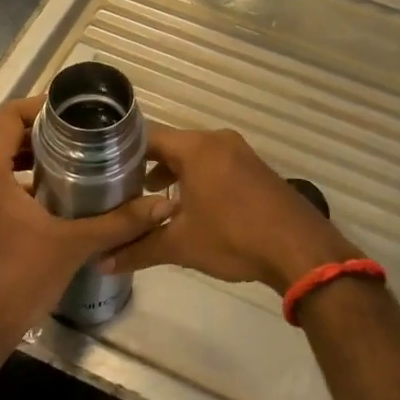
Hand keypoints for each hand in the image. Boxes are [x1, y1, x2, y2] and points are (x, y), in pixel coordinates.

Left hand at [0, 97, 175, 348]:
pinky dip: (5, 170)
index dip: (38, 108)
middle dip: (31, 126)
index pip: (6, 116)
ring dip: (17, 148)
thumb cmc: (18, 282)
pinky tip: (39, 189)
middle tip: (71, 131)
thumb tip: (163, 205)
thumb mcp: (73, 246)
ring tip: (60, 155)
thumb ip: (119, 221)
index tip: (72, 113)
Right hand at [102, 126, 357, 293]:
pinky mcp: (254, 168)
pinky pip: (214, 163)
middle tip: (119, 189)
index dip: (121, 153)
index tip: (99, 171)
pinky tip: (187, 206)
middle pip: (170, 144)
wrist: (300, 249)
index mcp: (196, 147)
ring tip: (148, 200)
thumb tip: (102, 262)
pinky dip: (196, 177)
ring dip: (172, 174)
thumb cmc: (234, 237)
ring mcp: (239, 152)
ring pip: (193, 155)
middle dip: (144, 166)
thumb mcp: (181, 245)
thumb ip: (139, 249)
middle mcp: (217, 140)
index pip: (147, 137)